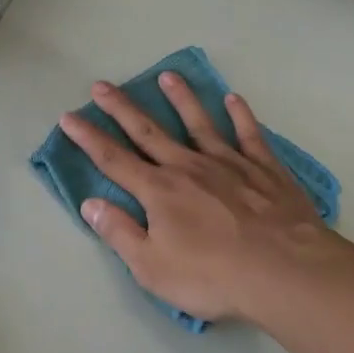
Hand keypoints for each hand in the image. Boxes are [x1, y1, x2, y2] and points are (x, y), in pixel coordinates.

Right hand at [58, 75, 344, 323]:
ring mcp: (229, 163)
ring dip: (181, 98)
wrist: (283, 271)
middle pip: (149, 132)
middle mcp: (189, 167)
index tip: (69, 116)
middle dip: (122, 109)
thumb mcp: (152, 268)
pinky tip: (233, 99)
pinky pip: (249, 134)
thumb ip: (120, 233)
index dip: (88, 138)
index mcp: (159, 192)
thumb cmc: (212, 276)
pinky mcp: (264, 168)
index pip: (113, 160)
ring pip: (199, 123)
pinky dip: (240, 115)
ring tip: (167, 75)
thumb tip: (90, 204)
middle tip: (102, 85)